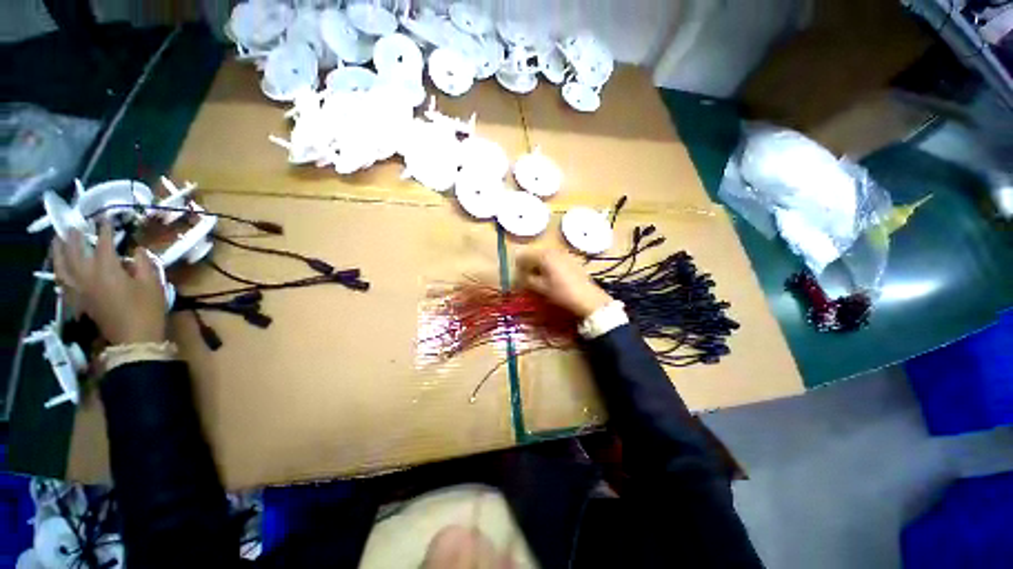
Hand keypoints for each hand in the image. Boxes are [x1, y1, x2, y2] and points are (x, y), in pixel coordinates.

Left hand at [53, 223, 167, 344]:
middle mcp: (87, 275)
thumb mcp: (153, 284)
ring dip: (58, 251)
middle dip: (74, 237)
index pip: (103, 243)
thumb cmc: (147, 308)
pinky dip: (59, 270)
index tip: (106, 218)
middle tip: (75, 225)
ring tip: (57, 240)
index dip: (105, 229)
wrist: (134, 338)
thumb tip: (136, 251)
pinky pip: (62, 281)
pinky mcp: (78, 300)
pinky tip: (60, 266)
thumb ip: (143, 263)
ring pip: (61, 266)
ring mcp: (79, 288)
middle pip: (73, 251)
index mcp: (107, 269)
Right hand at [516, 248, 612, 317]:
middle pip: (534, 254)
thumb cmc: (561, 293)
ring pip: (545, 256)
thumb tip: (519, 276)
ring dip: (539, 265)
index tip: (517, 276)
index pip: (524, 255)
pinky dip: (549, 265)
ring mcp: (564, 253)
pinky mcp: (571, 259)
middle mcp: (553, 250)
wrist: (588, 298)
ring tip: (539, 278)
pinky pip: (555, 259)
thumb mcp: (540, 288)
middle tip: (527, 278)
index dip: (518, 266)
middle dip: (529, 264)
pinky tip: (551, 277)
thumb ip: (526, 279)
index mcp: (543, 255)